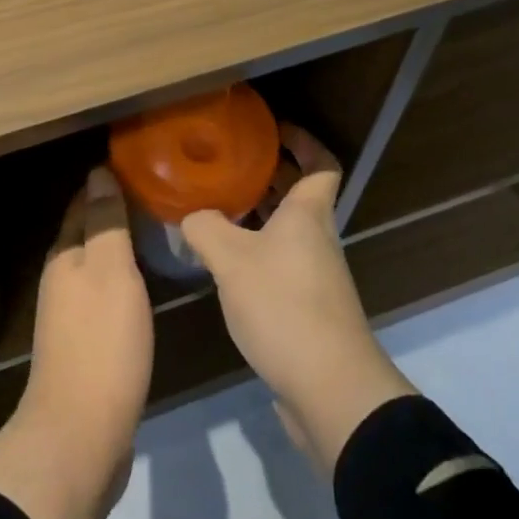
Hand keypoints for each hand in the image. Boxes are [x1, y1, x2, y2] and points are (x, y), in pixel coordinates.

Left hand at [0, 167, 152, 518]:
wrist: (80, 437)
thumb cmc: (101, 344)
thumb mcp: (110, 271)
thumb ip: (106, 221)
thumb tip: (98, 170)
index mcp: (65, 256)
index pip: (83, 203)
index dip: (106, 183)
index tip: (140, 167)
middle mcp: (61, 280)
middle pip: (87, 234)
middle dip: (114, 214)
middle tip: (157, 198)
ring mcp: (69, 316)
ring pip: (96, 267)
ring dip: (119, 249)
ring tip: (157, 236)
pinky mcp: (84, 348)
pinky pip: (104, 298)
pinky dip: (122, 282)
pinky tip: (144, 288)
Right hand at [181, 124, 413, 473]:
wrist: (330, 390)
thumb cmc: (285, 306)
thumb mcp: (230, 259)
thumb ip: (203, 228)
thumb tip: (188, 215)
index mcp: (308, 214)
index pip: (321, 164)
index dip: (303, 141)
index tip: (273, 129)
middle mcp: (316, 238)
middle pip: (300, 194)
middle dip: (268, 174)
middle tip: (228, 163)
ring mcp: (315, 275)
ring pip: (287, 230)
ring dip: (258, 214)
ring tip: (215, 206)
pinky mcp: (307, 308)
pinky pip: (280, 262)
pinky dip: (256, 251)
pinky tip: (223, 262)